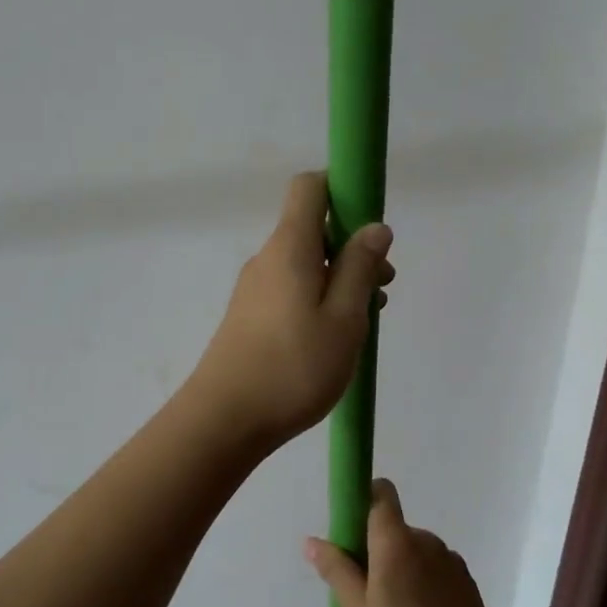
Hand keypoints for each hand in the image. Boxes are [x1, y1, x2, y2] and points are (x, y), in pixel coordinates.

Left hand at [187, 172, 393, 450]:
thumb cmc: (293, 367)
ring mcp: (253, 289)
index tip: (371, 227)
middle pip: (312, 230)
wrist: (225, 418)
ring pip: (304, 265)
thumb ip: (360, 268)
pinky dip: (317, 300)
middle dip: (353, 248)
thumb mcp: (344, 319)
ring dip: (339, 280)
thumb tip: (374, 227)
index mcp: (289, 247)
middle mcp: (266, 259)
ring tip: (364, 322)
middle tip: (381, 289)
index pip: (309, 188)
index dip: (343, 191)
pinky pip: (290, 291)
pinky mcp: (248, 317)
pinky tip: (333, 339)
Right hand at [306, 480, 539, 606]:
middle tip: (366, 593)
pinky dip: (423, 584)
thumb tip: (312, 541)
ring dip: (400, 569)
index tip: (350, 529)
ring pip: (414, 551)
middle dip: (376, 550)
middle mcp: (426, 541)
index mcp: (396, 543)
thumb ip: (337, 571)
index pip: (381, 494)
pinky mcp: (467, 583)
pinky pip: (434, 569)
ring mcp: (450, 561)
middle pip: (393, 529)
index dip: (364, 499)